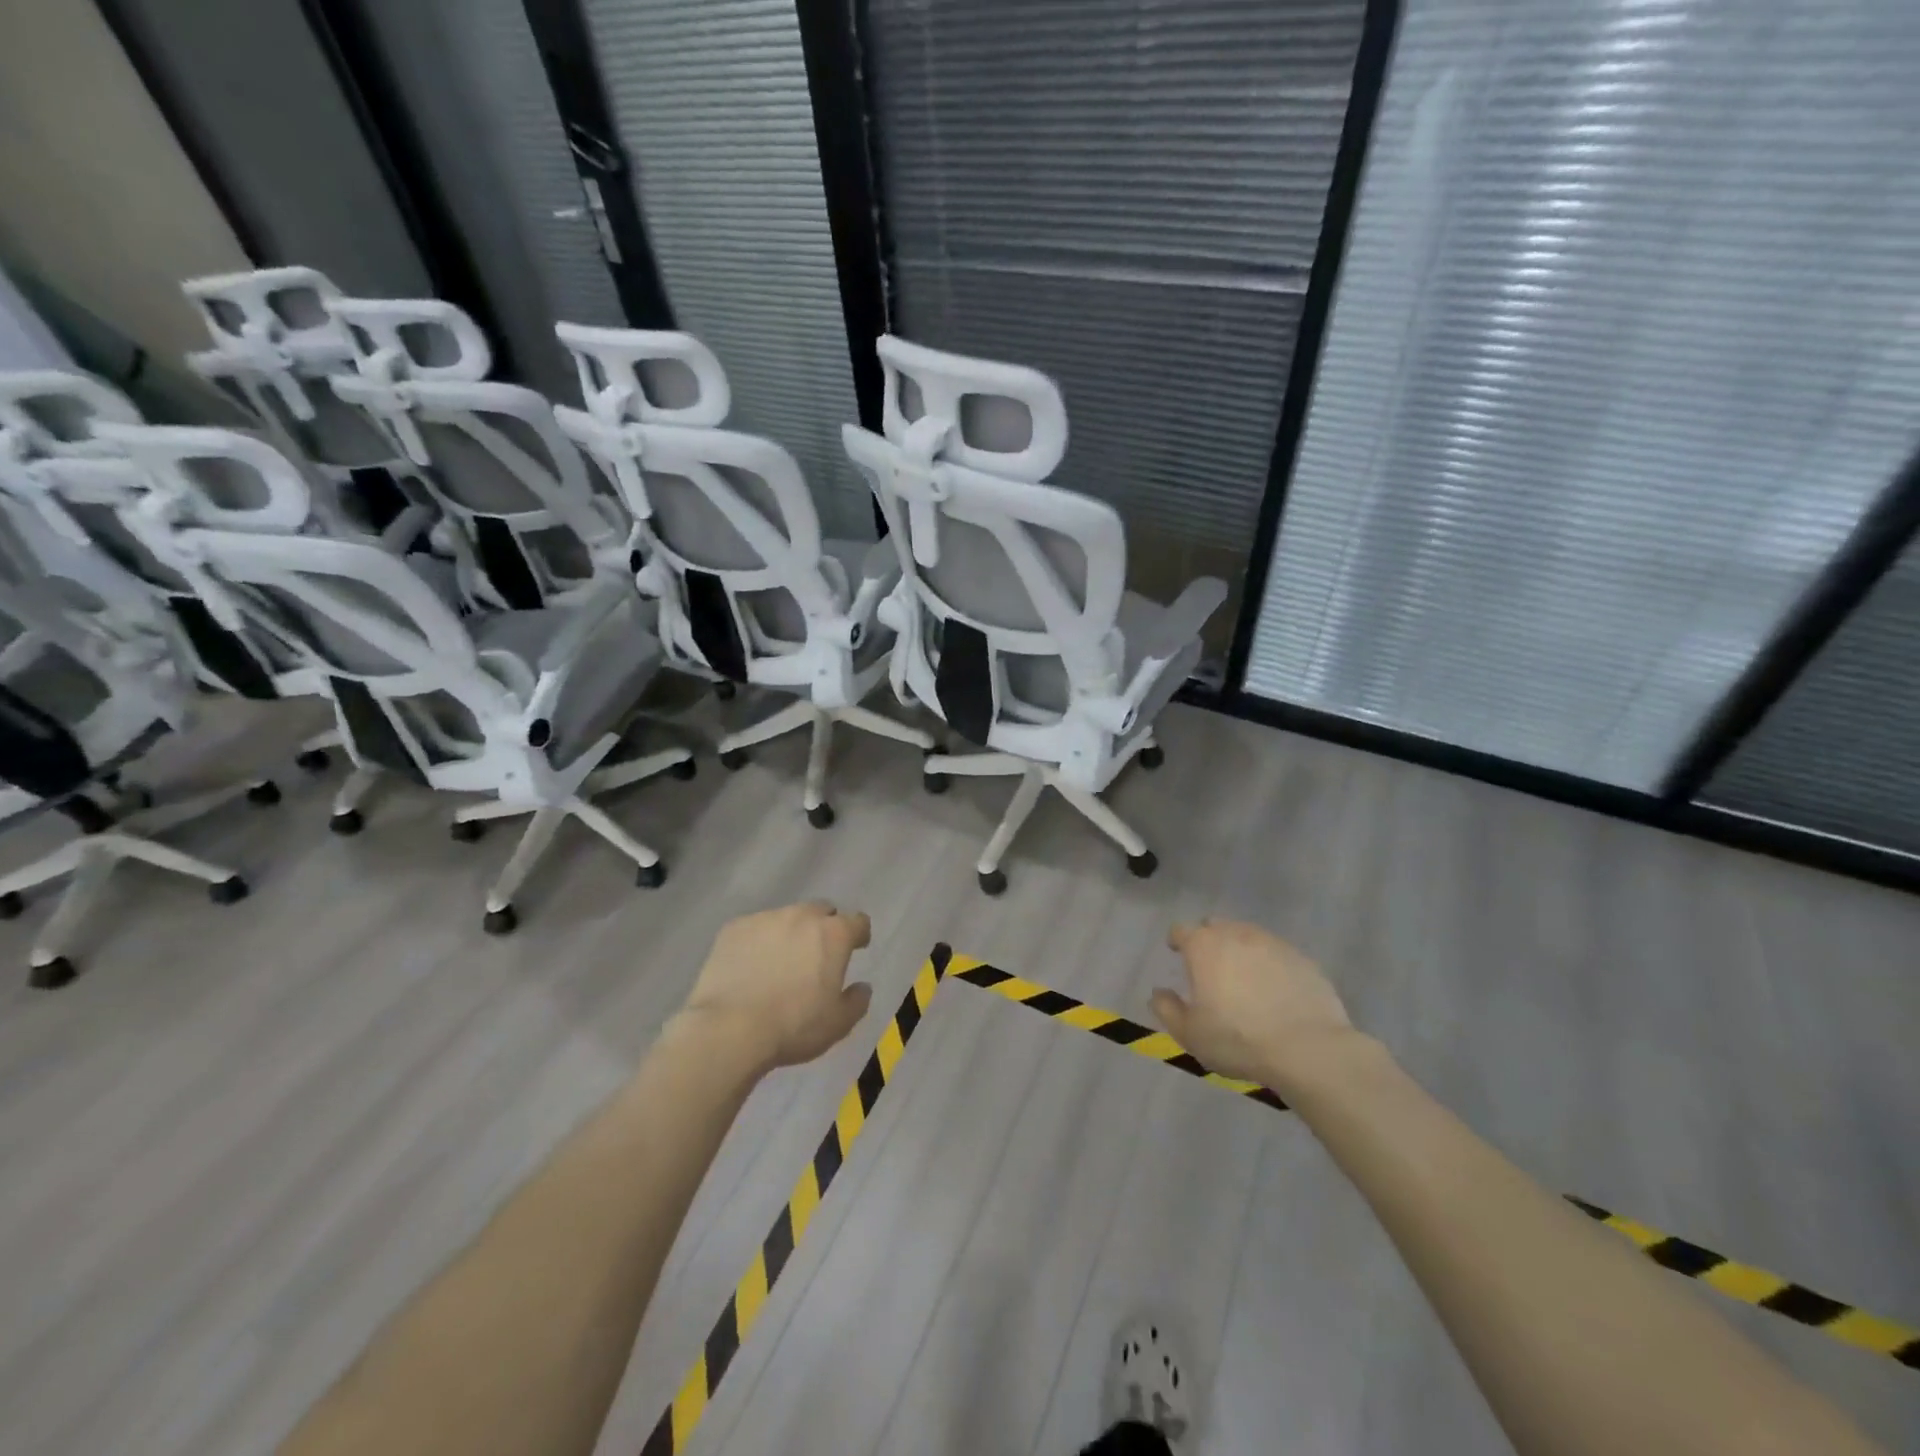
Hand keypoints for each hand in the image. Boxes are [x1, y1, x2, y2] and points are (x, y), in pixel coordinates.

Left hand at [681, 903, 873, 1072]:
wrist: (728, 1029)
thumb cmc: (793, 1026)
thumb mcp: (838, 1024)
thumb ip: (857, 1001)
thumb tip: (862, 986)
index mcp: (834, 935)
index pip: (858, 921)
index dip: (859, 934)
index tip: (856, 948)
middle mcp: (802, 916)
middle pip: (821, 911)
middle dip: (824, 927)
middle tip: (817, 955)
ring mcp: (765, 919)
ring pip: (786, 918)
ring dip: (790, 933)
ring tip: (779, 962)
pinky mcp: (734, 928)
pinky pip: (754, 929)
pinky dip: (758, 942)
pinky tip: (749, 966)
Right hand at [1152, 920, 1353, 1087]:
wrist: (1308, 1049)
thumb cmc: (1238, 1040)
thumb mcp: (1190, 1034)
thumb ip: (1167, 1009)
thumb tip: (1159, 993)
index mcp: (1204, 946)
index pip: (1181, 930)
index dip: (1177, 941)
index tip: (1178, 954)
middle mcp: (1236, 934)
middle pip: (1215, 926)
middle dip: (1209, 940)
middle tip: (1211, 967)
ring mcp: (1272, 943)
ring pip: (1248, 936)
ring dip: (1240, 950)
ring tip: (1244, 979)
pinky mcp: (1302, 958)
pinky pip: (1277, 954)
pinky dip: (1270, 965)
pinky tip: (1275, 991)